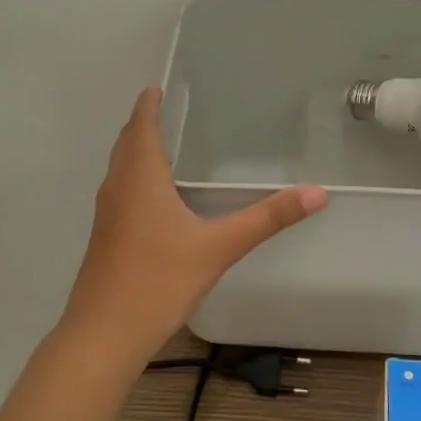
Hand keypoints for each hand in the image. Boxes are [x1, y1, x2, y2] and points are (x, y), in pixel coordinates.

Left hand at [61, 88, 327, 361]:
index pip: (141, 125)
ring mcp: (107, 215)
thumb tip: (317, 193)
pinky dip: (134, 179)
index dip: (148, 104)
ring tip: (165, 147)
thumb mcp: (219, 248)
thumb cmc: (159, 280)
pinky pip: (120, 192)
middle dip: (143, 124)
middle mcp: (117, 188)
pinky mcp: (105, 238)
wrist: (104, 334)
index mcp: (140, 178)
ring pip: (120, 169)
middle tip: (167, 109)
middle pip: (126, 144)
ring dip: (136, 151)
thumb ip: (267, 219)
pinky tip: (156, 199)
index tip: (158, 86)